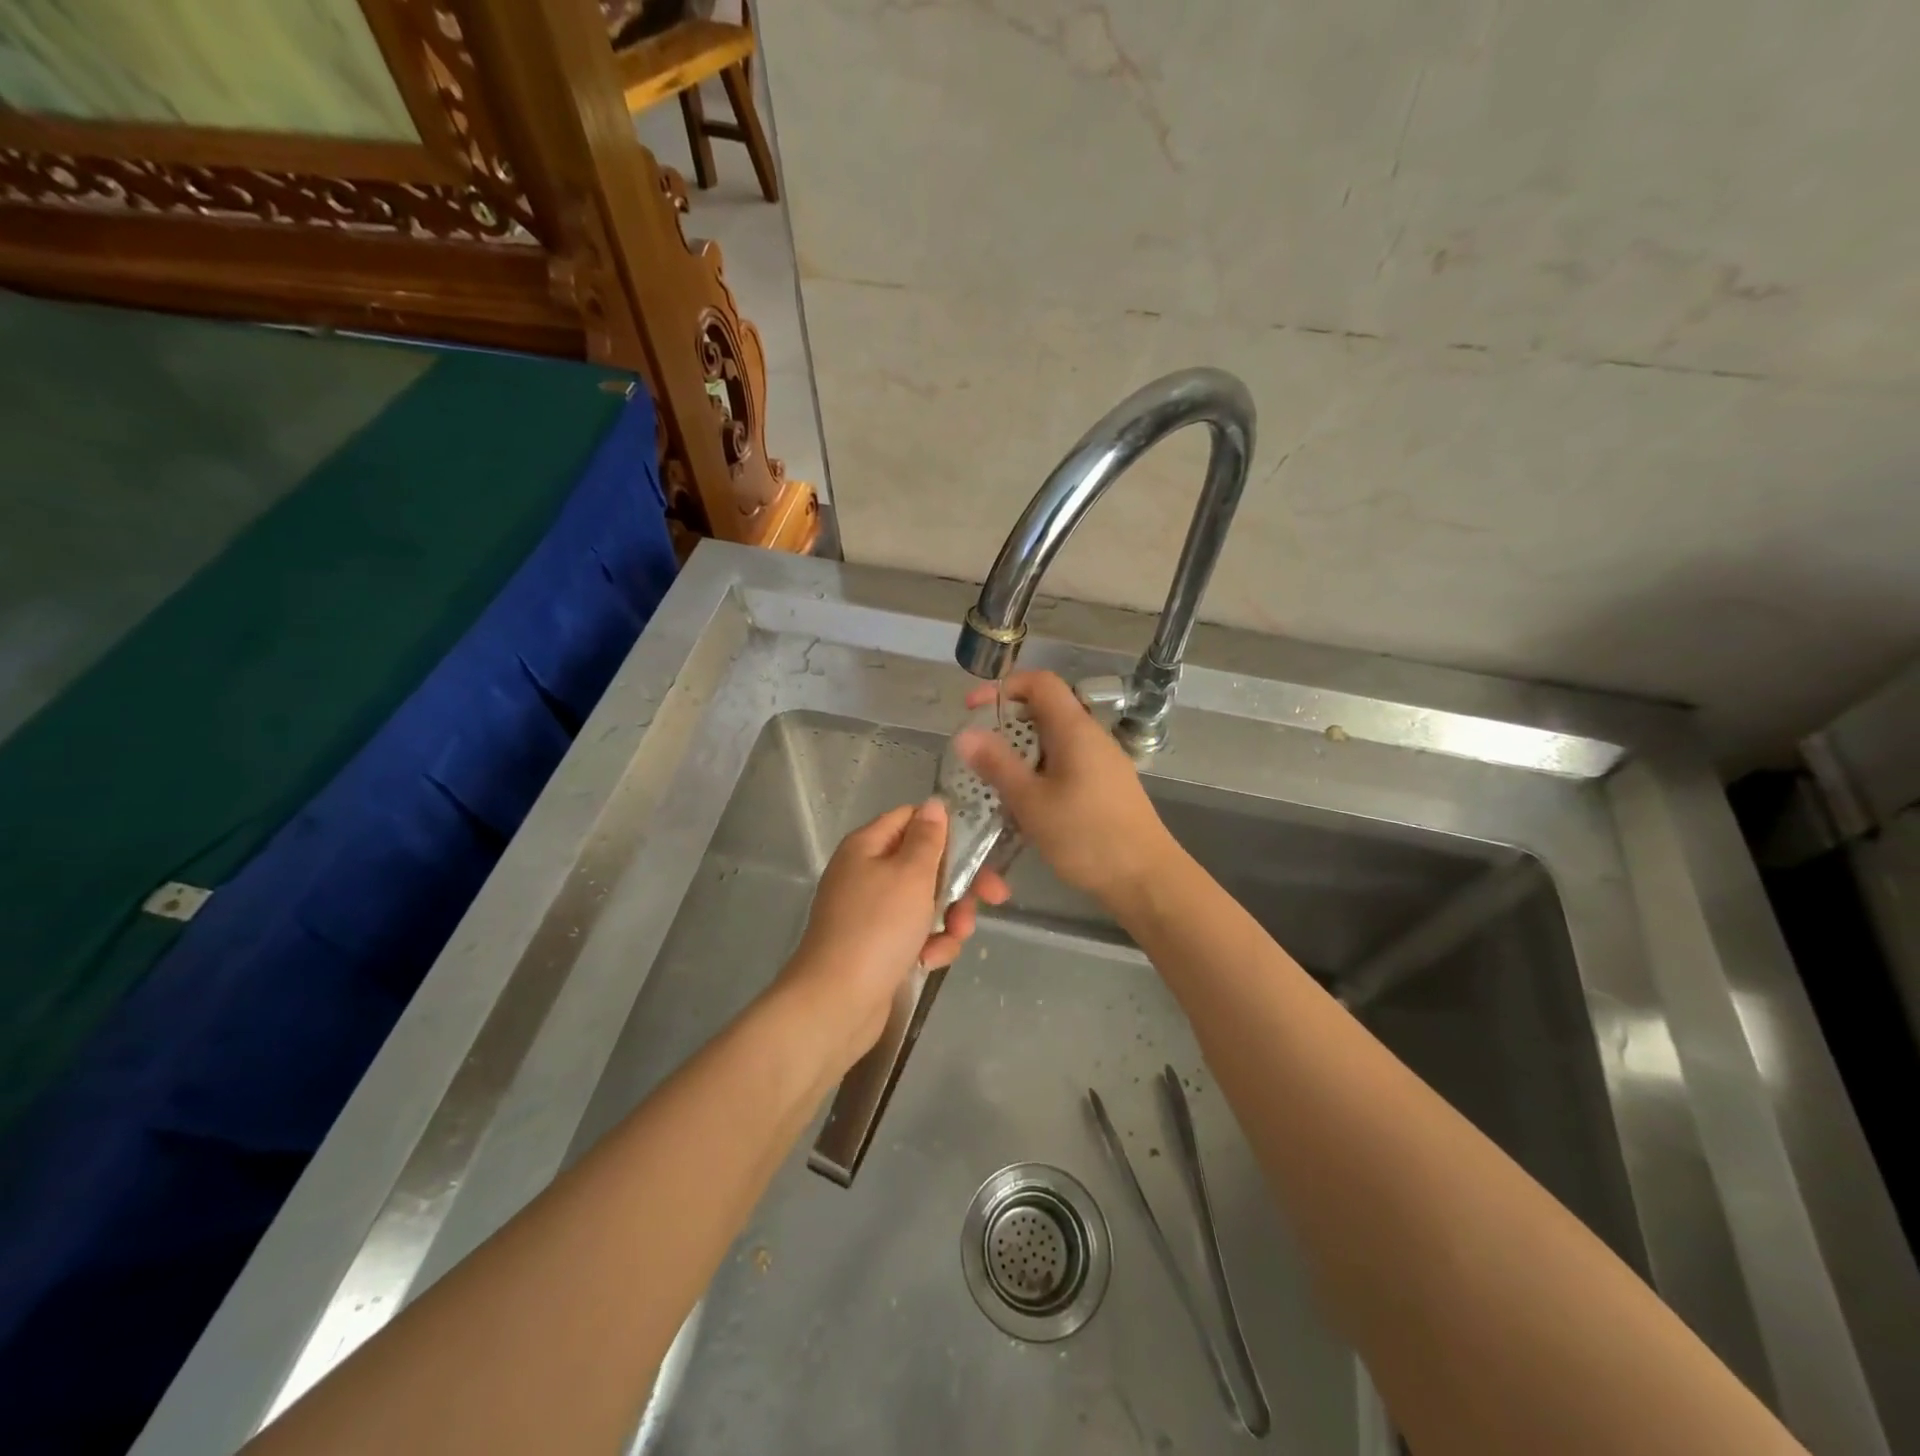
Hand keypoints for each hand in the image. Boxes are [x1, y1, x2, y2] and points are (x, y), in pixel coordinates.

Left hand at [777, 798, 1009, 1075]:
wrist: (837, 1002)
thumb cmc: (878, 928)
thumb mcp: (910, 875)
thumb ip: (928, 838)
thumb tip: (933, 804)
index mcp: (867, 846)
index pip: (911, 818)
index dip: (947, 829)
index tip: (981, 846)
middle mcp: (867, 873)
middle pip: (925, 864)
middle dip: (959, 883)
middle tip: (994, 896)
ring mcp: (872, 912)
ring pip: (926, 902)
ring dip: (949, 919)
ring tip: (954, 937)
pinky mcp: (878, 946)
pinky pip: (915, 934)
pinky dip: (928, 945)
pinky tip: (928, 962)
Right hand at [955, 670, 1178, 905]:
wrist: (1145, 878)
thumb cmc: (1086, 836)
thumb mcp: (1031, 801)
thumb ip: (997, 764)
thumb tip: (965, 733)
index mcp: (1074, 729)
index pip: (1040, 682)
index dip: (1003, 686)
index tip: (972, 710)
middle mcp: (1092, 736)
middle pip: (1046, 710)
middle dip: (1008, 723)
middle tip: (979, 751)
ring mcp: (1104, 761)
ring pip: (1056, 740)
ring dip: (1023, 751)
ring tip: (998, 780)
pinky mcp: (1108, 786)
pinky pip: (1067, 763)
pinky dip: (1041, 771)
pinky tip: (1029, 803)